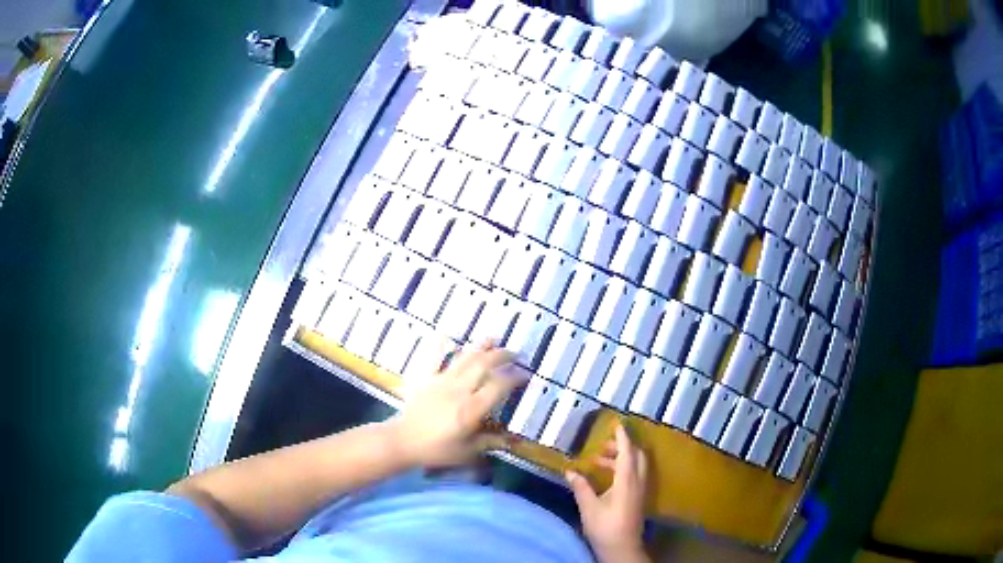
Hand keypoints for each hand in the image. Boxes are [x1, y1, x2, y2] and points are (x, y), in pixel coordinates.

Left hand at [392, 341, 525, 467]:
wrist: (402, 441)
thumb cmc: (436, 450)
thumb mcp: (467, 452)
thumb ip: (491, 442)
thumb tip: (515, 441)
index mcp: (471, 409)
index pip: (498, 387)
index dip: (514, 378)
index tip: (525, 376)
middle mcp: (459, 390)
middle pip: (484, 365)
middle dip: (502, 356)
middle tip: (514, 354)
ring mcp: (441, 381)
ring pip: (464, 358)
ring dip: (480, 346)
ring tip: (494, 338)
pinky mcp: (426, 379)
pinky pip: (434, 357)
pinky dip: (440, 344)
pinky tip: (447, 334)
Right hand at [567, 423, 649, 562]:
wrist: (622, 548)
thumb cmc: (606, 527)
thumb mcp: (589, 507)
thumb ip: (581, 487)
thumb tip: (569, 470)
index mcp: (627, 481)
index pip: (628, 452)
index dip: (622, 437)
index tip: (616, 423)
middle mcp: (638, 481)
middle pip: (636, 455)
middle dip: (622, 446)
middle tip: (603, 444)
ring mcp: (640, 490)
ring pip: (636, 465)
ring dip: (621, 458)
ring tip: (599, 460)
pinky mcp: (638, 498)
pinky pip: (635, 474)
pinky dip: (623, 468)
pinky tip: (607, 476)